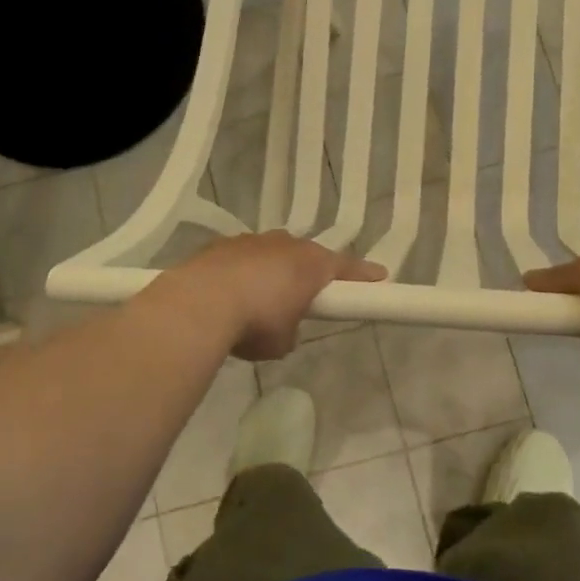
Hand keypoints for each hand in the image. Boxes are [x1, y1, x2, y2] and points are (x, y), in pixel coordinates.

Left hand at [163, 233, 384, 360]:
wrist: (199, 304)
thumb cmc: (255, 323)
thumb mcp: (283, 340)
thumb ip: (292, 328)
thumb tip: (283, 327)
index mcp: (312, 264)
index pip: (347, 267)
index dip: (364, 275)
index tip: (380, 277)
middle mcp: (286, 244)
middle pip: (307, 256)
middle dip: (310, 273)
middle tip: (309, 294)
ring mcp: (252, 240)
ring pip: (273, 253)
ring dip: (273, 271)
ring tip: (261, 298)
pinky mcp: (221, 244)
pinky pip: (243, 258)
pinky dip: (244, 272)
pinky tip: (232, 293)